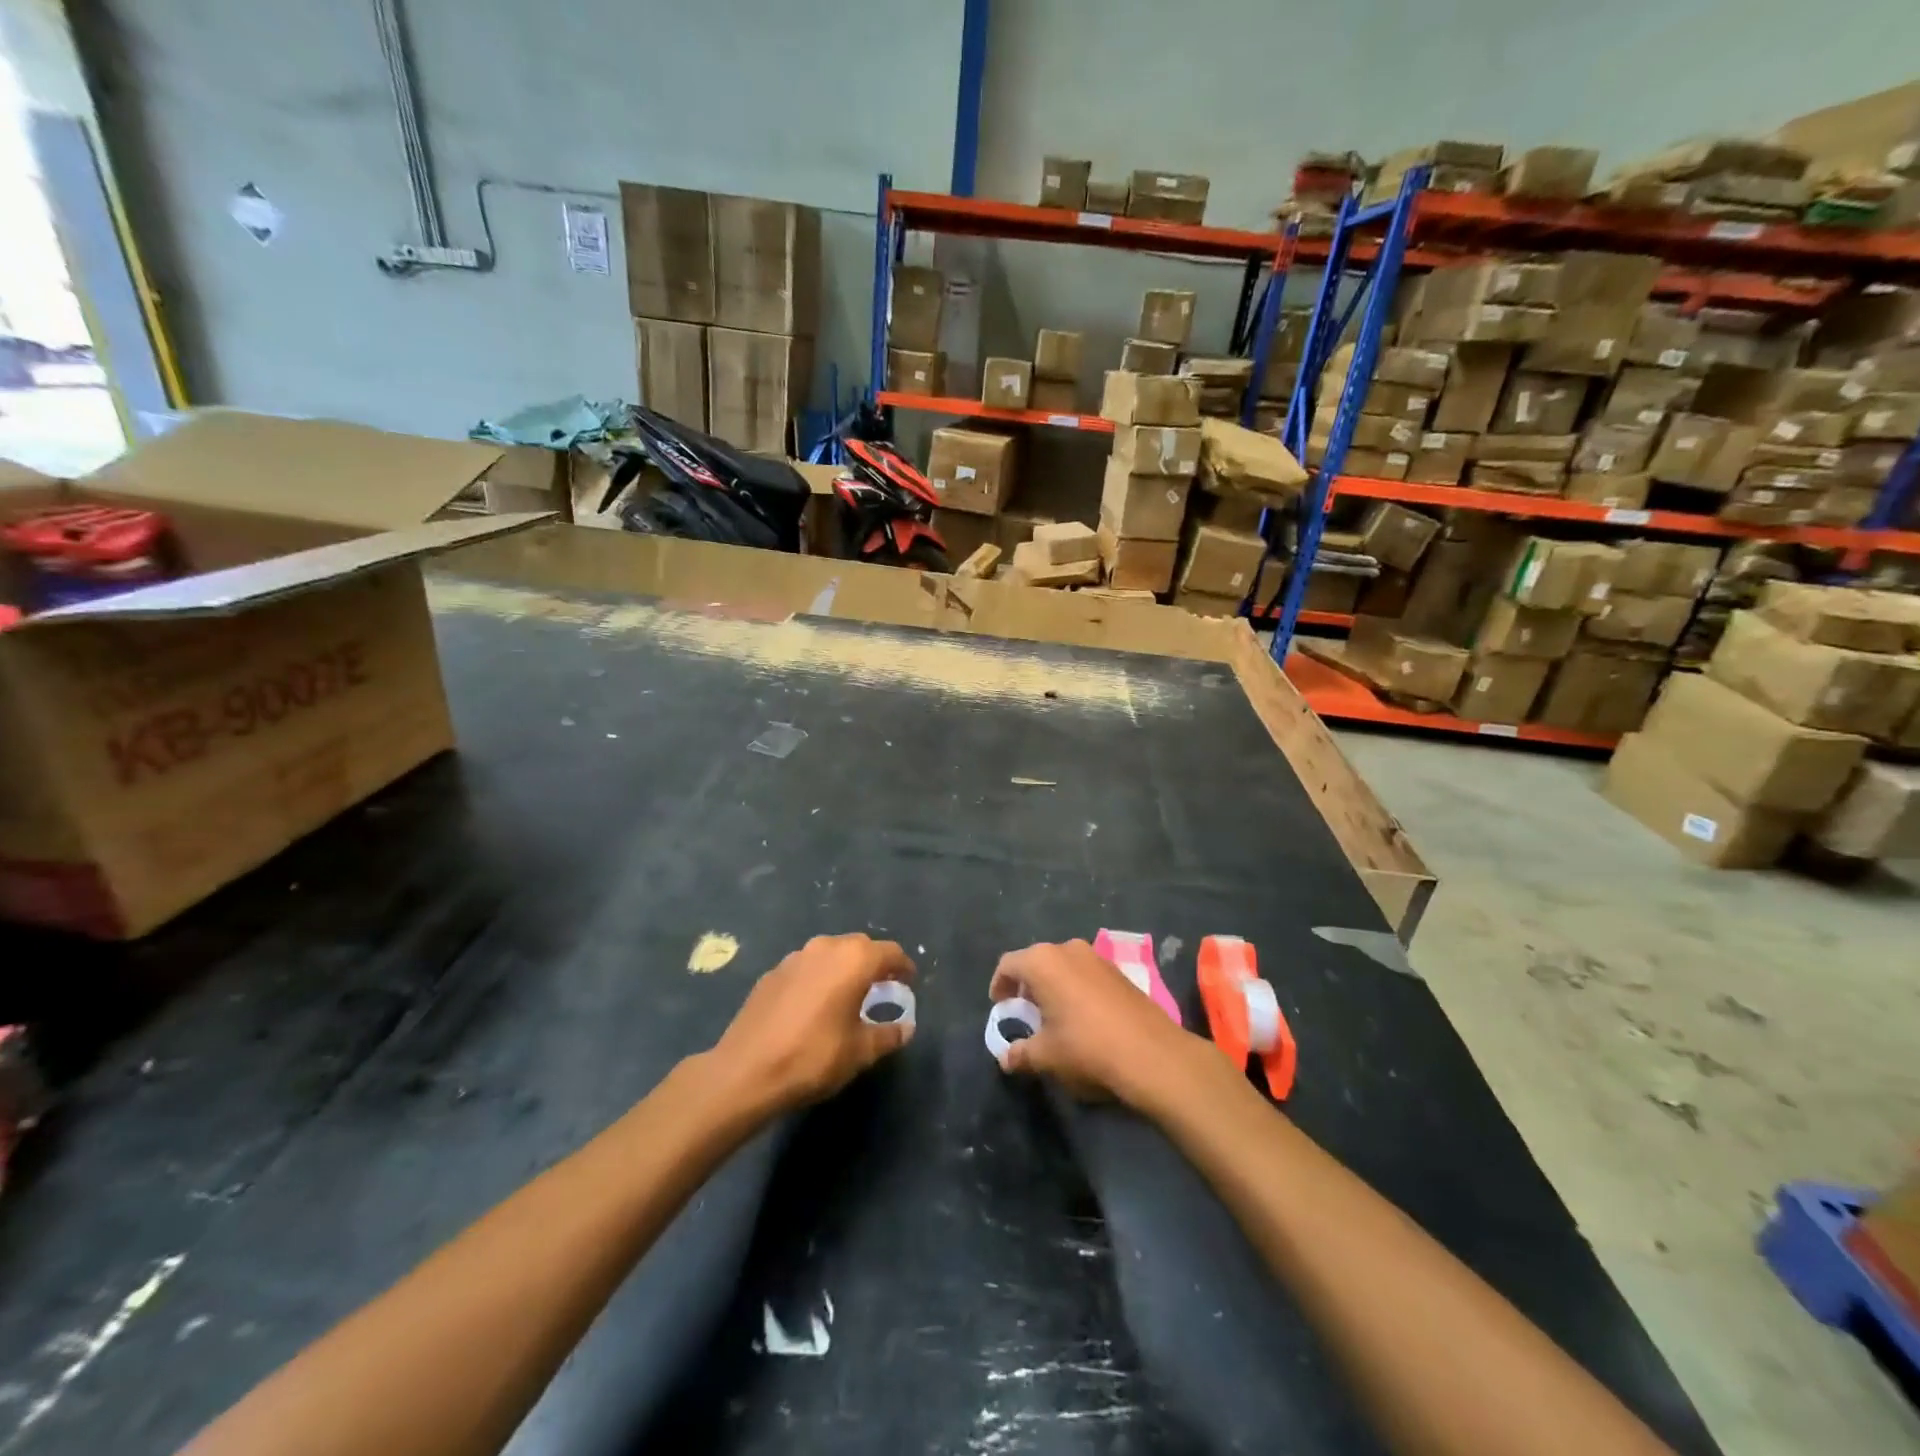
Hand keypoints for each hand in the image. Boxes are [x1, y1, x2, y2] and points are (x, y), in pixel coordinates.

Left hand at [711, 934, 915, 1113]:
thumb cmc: (813, 1057)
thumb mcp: (860, 1052)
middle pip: (860, 946)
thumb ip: (888, 1035)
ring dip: (844, 968)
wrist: (745, 1071)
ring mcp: (794, 957)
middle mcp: (825, 947)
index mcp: (854, 960)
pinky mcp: (772, 973)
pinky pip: (806, 967)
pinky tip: (815, 1005)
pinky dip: (819, 978)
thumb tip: (905, 1028)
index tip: (909, 983)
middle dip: (874, 964)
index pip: (890, 952)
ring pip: (831, 953)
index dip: (903, 967)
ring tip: (849, 996)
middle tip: (883, 989)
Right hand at [989, 940, 1202, 1107]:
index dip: (999, 986)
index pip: (1008, 964)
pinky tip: (1083, 1018)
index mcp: (1042, 962)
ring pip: (1063, 966)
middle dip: (1027, 986)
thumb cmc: (1086, 1048)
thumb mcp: (1045, 1056)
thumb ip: (1020, 1054)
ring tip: (1054, 1017)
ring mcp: (1097, 957)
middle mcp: (1068, 949)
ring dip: (1053, 986)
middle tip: (1025, 1014)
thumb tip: (1006, 1059)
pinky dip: (1076, 989)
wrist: (1151, 1053)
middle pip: (1036, 962)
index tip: (1000, 1008)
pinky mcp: (1119, 971)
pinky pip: (1085, 974)